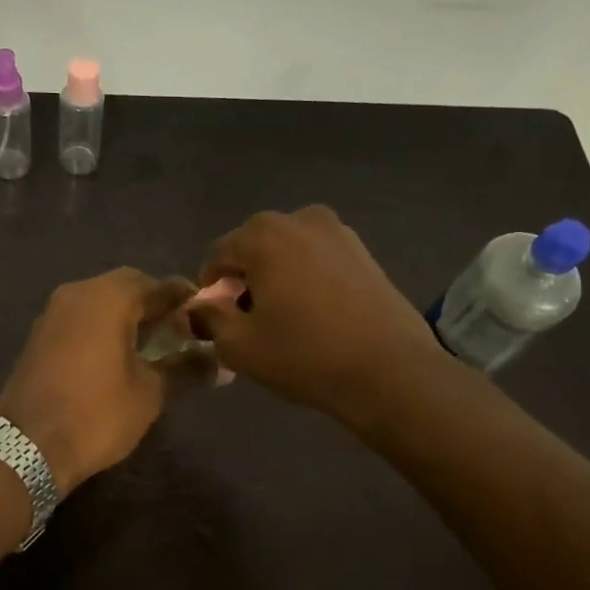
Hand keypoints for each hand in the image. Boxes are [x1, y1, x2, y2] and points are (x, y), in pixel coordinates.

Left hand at [0, 269, 204, 491]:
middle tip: (181, 332)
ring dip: (130, 316)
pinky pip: (82, 317)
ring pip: (102, 300)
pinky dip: (105, 327)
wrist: (27, 447)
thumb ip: (187, 368)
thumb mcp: (151, 393)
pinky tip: (120, 355)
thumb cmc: (97, 414)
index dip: (187, 299)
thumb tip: (221, 362)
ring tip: (155, 346)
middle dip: (157, 305)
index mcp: (109, 297)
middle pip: (128, 286)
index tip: (208, 318)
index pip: (159, 284)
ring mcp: (54, 312)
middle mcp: (78, 293)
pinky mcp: (41, 334)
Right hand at [188, 206, 446, 428]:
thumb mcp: (239, 346)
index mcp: (262, 234)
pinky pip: (318, 260)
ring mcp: (338, 231)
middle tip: (252, 322)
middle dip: (245, 281)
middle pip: (253, 248)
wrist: (389, 370)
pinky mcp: (364, 251)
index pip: (217, 256)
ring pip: (287, 253)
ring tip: (286, 320)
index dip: (211, 291)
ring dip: (277, 279)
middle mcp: (299, 219)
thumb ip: (209, 319)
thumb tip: (200, 306)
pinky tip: (317, 315)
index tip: (219, 323)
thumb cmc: (305, 355)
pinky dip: (307, 280)